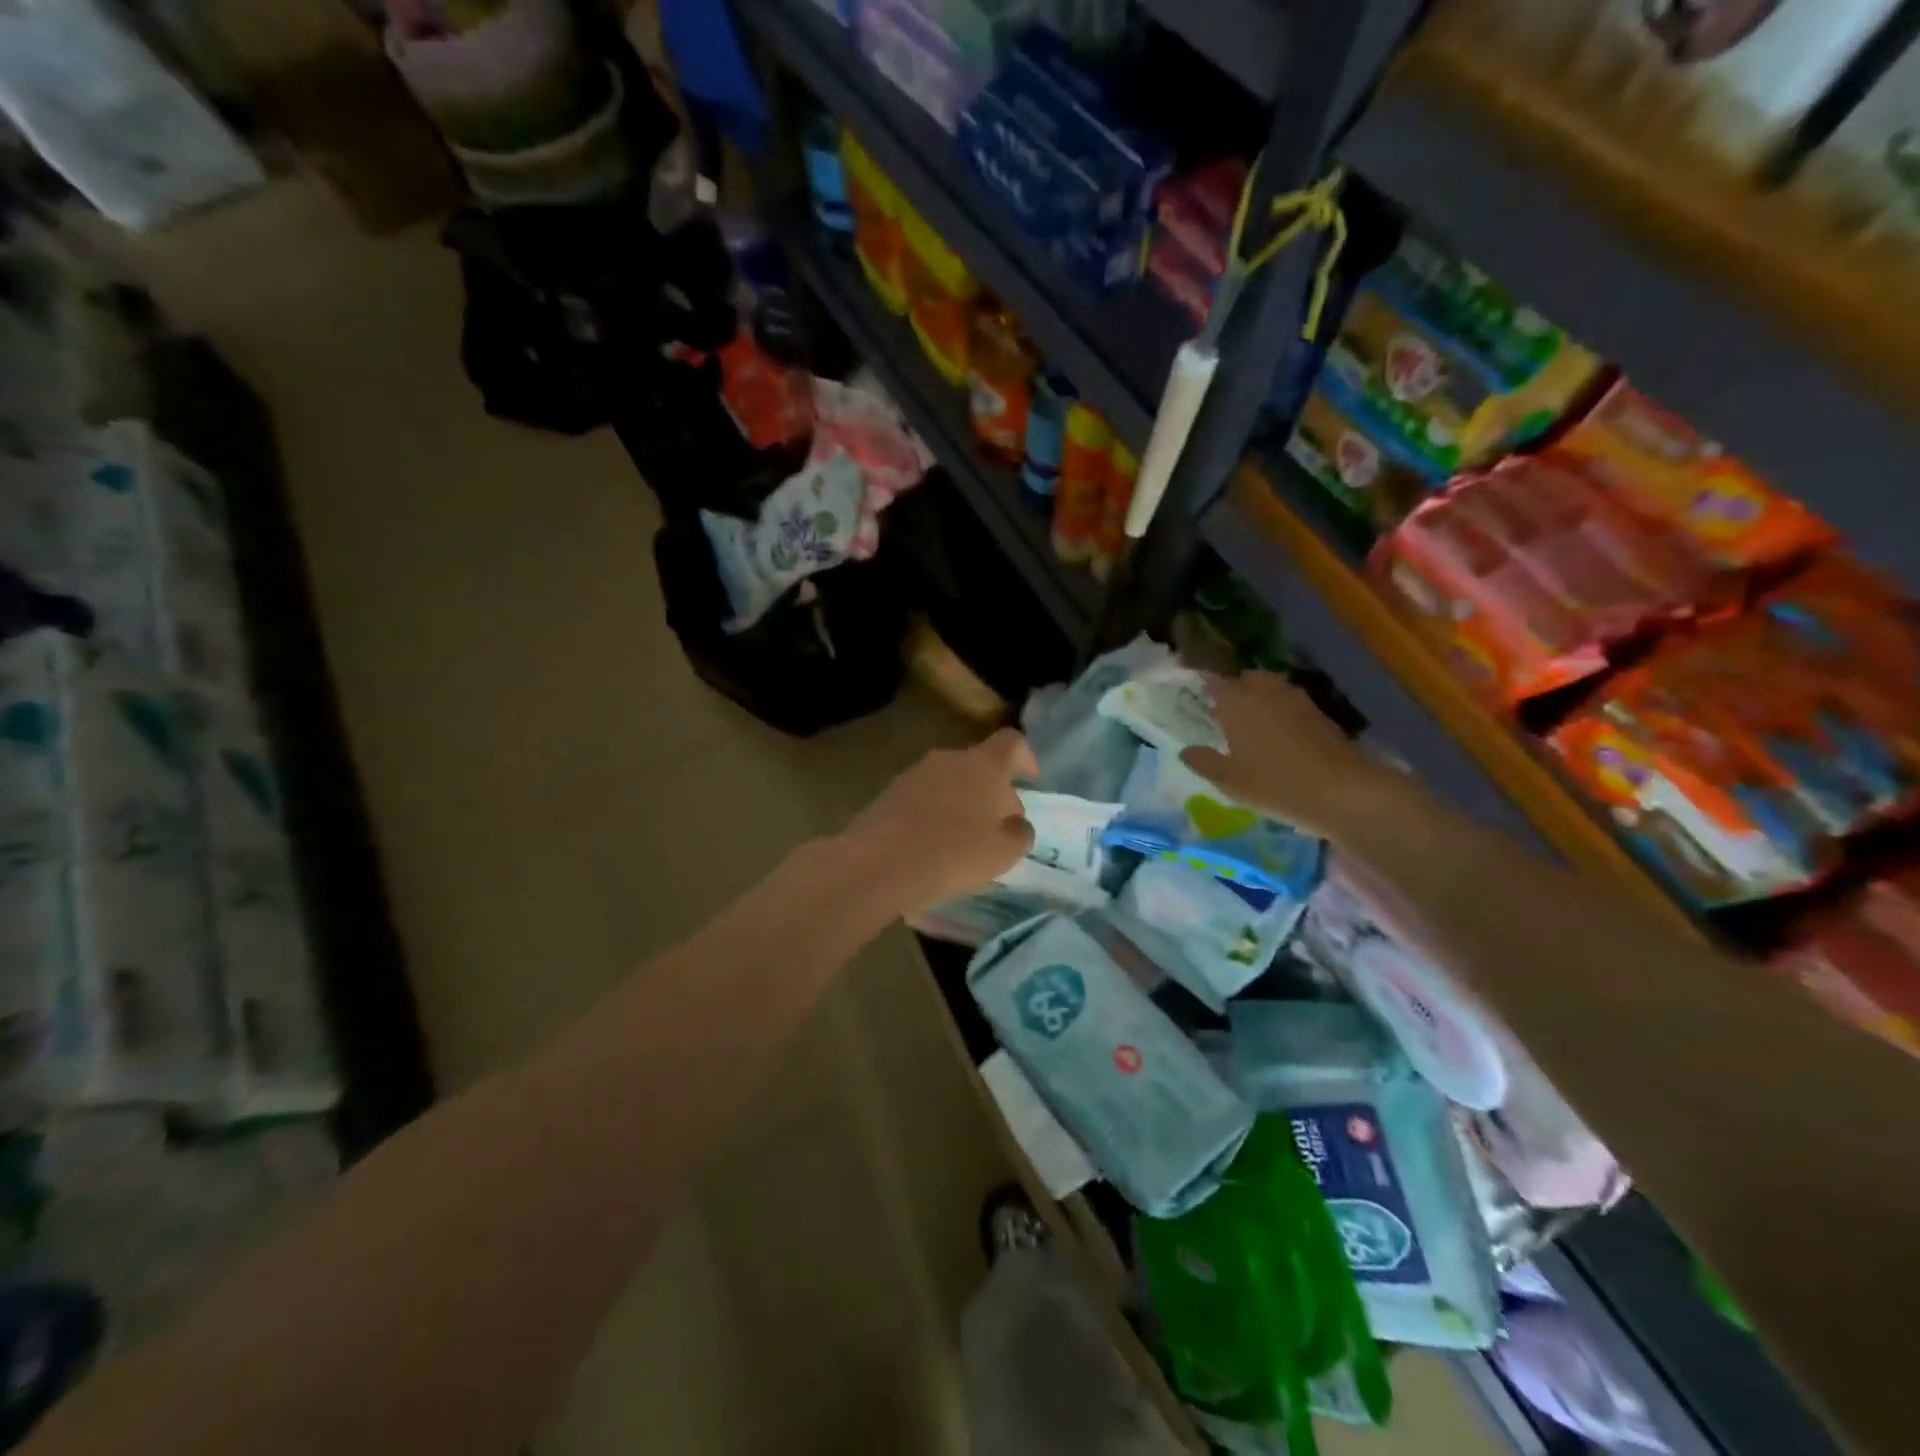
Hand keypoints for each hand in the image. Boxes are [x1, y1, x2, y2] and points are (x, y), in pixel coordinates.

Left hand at [838, 727, 1037, 913]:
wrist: (877, 864)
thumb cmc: (952, 854)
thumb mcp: (1003, 852)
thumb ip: (1020, 832)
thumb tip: (1016, 823)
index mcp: (982, 765)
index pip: (1011, 742)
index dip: (1025, 757)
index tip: (1031, 780)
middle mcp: (948, 759)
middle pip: (980, 765)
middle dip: (994, 791)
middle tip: (1000, 826)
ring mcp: (915, 774)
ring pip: (951, 781)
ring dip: (964, 803)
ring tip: (966, 841)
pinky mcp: (890, 793)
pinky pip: (925, 797)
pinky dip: (936, 813)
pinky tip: (934, 845)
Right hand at [1180, 671, 1405, 840]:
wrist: (1341, 791)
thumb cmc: (1274, 784)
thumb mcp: (1229, 781)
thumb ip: (1204, 762)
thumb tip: (1185, 751)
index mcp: (1237, 702)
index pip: (1214, 683)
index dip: (1204, 687)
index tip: (1195, 698)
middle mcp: (1265, 691)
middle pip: (1245, 679)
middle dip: (1234, 689)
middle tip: (1224, 712)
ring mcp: (1296, 699)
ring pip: (1271, 687)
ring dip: (1259, 697)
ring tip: (1251, 722)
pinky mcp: (1318, 713)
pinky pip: (1290, 702)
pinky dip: (1280, 710)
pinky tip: (1278, 734)